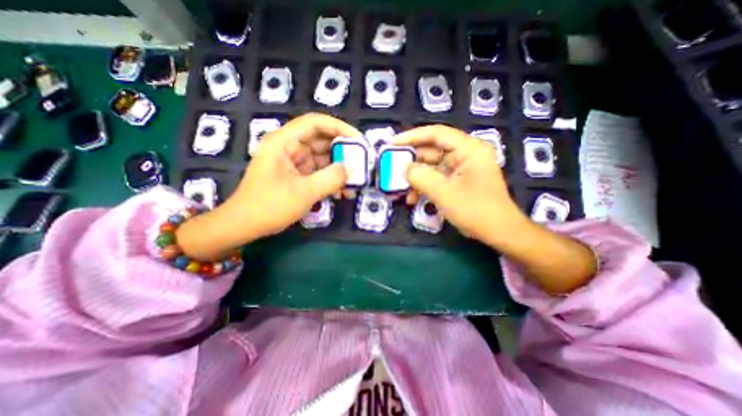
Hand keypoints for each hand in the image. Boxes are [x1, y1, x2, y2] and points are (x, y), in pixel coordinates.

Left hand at [173, 114, 359, 258]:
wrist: (244, 226)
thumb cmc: (269, 206)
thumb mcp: (304, 193)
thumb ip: (330, 179)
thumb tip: (350, 168)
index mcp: (284, 142)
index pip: (315, 123)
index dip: (339, 128)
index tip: (358, 140)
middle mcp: (289, 147)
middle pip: (321, 140)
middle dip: (343, 150)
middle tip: (362, 161)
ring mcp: (293, 162)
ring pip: (322, 157)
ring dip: (339, 167)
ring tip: (356, 179)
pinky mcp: (297, 175)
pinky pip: (318, 172)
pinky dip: (331, 179)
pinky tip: (343, 191)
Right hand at [394, 126, 594, 292]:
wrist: (498, 232)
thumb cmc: (475, 210)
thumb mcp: (443, 192)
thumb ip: (420, 176)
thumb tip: (404, 168)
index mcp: (469, 149)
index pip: (437, 134)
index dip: (412, 136)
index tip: (393, 143)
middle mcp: (465, 154)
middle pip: (432, 151)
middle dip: (411, 161)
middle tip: (392, 167)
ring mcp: (461, 169)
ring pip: (432, 167)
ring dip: (416, 178)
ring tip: (399, 188)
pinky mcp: (458, 181)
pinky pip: (436, 179)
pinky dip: (424, 186)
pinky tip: (412, 199)